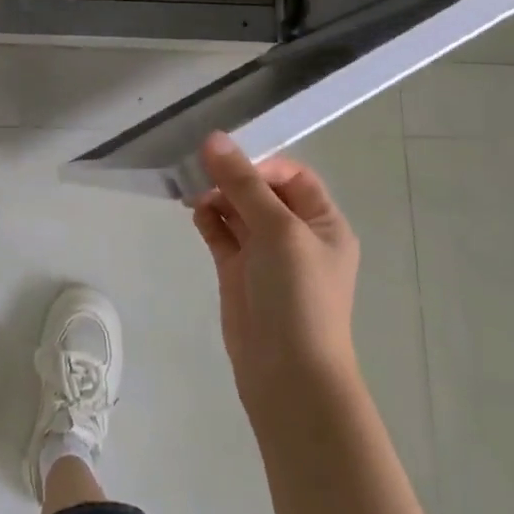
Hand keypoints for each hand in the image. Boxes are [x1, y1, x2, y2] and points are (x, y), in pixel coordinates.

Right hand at [191, 131, 359, 416]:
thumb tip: (214, 138)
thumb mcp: (277, 230)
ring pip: (237, 210)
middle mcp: (296, 235)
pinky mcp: (238, 272)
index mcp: (322, 223)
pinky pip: (222, 234)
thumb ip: (243, 183)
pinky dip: (208, 219)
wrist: (288, 375)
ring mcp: (265, 255)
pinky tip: (194, 212)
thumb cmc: (298, 295)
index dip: (260, 164)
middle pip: (260, 190)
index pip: (291, 175)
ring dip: (216, 195)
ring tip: (191, 191)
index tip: (228, 164)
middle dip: (232, 178)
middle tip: (198, 171)